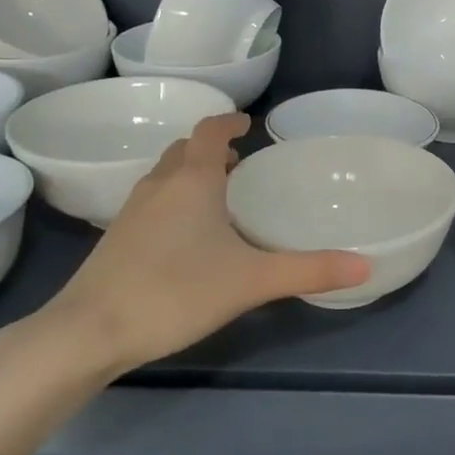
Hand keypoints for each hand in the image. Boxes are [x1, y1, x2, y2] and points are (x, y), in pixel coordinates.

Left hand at [43, 113, 369, 373]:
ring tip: (218, 194)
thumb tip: (366, 265)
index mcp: (193, 180)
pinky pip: (152, 200)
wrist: (88, 332)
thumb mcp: (252, 281)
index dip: (229, 122)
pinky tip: (186, 234)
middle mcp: (160, 185)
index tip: (248, 124)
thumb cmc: (175, 291)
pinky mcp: (116, 239)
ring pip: (165, 175)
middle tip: (241, 163)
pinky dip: (174, 198)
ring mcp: (132, 211)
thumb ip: (310, 270)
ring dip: (191, 172)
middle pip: (185, 149)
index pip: (210, 131)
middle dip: (212, 148)